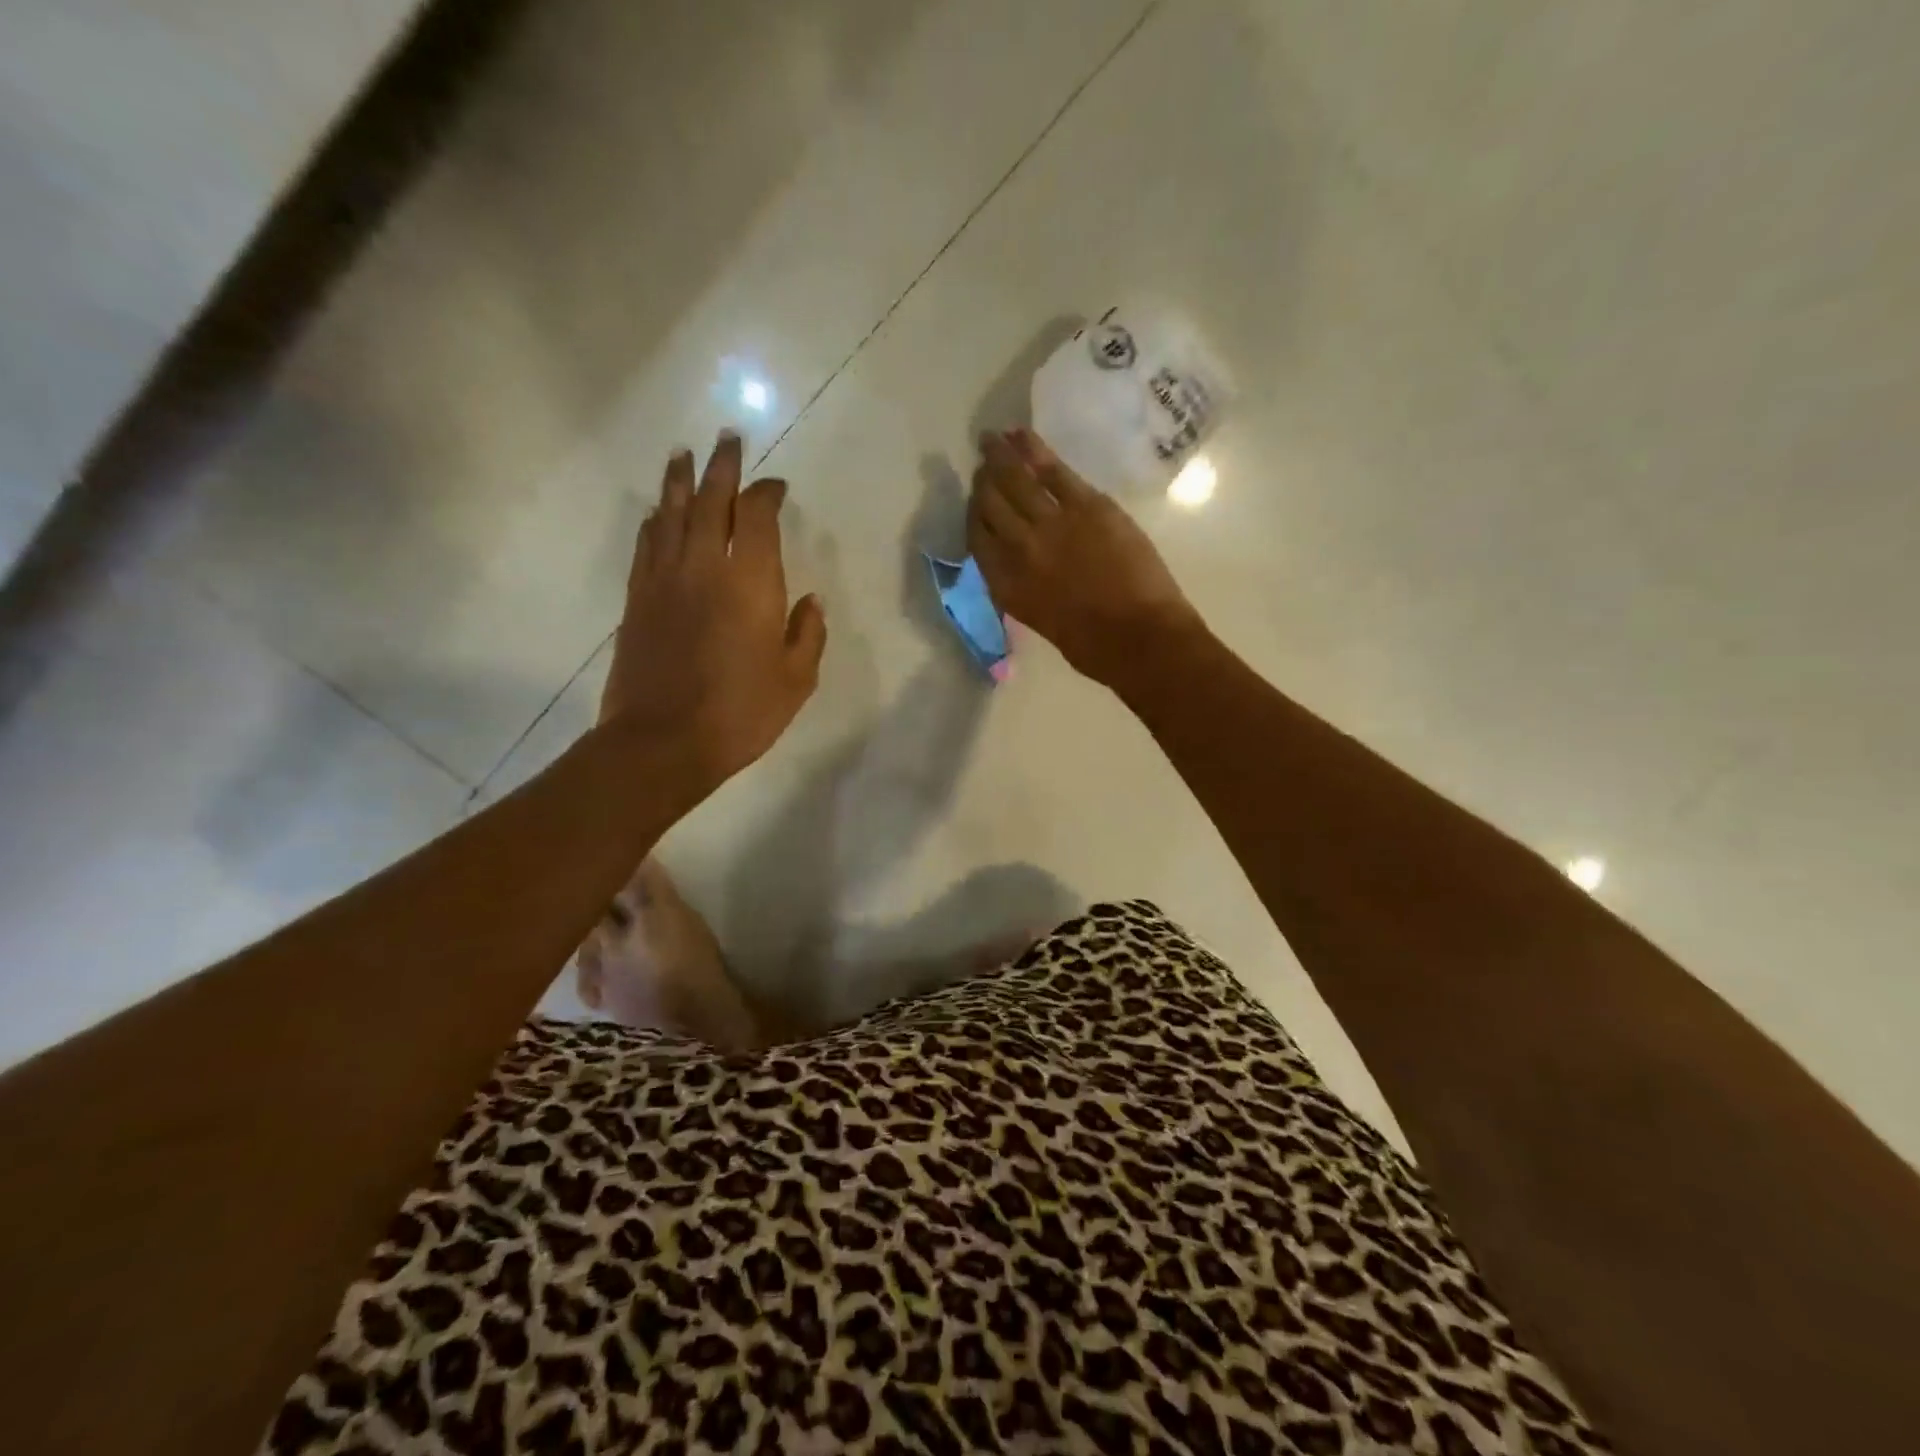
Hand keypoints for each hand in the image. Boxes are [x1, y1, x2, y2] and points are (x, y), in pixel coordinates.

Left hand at [602, 433, 826, 791]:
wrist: (662, 742)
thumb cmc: (740, 713)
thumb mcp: (795, 680)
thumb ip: (807, 634)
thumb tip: (810, 601)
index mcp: (750, 582)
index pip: (757, 516)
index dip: (767, 493)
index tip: (777, 485)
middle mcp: (704, 566)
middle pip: (711, 500)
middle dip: (722, 467)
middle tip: (727, 439)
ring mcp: (664, 579)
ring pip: (672, 513)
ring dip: (681, 480)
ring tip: (685, 455)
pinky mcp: (637, 598)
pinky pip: (646, 544)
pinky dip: (655, 520)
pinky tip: (658, 510)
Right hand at [968, 428, 1203, 688]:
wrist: (1139, 638)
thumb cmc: (1094, 647)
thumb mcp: (1042, 621)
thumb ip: (1025, 588)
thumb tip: (1024, 564)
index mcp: (1007, 587)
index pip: (978, 541)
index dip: (975, 518)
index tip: (978, 504)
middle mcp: (1018, 550)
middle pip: (990, 506)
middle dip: (984, 483)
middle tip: (983, 466)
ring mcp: (1050, 524)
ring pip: (1014, 482)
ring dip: (999, 458)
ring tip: (990, 440)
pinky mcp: (1085, 506)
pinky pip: (1051, 470)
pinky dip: (1032, 449)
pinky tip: (1019, 435)